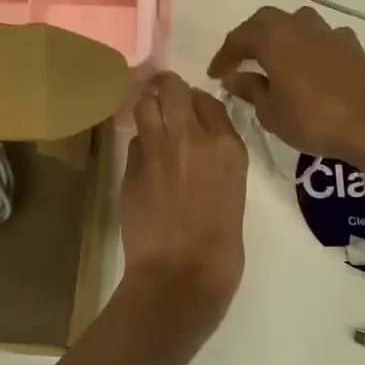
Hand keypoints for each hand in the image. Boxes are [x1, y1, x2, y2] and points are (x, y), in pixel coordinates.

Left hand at [118, 72, 247, 343]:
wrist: (180, 276)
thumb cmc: (220, 248)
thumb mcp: (233, 194)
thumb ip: (218, 163)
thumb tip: (200, 151)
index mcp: (228, 147)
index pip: (208, 100)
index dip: (196, 102)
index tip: (192, 110)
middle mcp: (192, 138)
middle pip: (173, 89)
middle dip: (166, 89)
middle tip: (163, 96)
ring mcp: (157, 150)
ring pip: (145, 105)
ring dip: (147, 107)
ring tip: (149, 117)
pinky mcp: (131, 168)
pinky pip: (134, 141)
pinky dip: (138, 143)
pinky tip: (143, 158)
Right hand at [208, 6, 364, 162]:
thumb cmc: (313, 119)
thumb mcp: (271, 112)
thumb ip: (250, 89)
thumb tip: (235, 77)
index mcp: (273, 38)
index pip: (238, 38)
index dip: (223, 56)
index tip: (214, 74)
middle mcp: (299, 25)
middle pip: (266, 21)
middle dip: (249, 38)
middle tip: (239, 60)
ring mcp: (328, 32)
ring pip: (295, 23)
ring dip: (280, 36)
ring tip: (273, 58)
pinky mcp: (351, 44)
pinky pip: (320, 37)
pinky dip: (307, 47)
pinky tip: (308, 65)